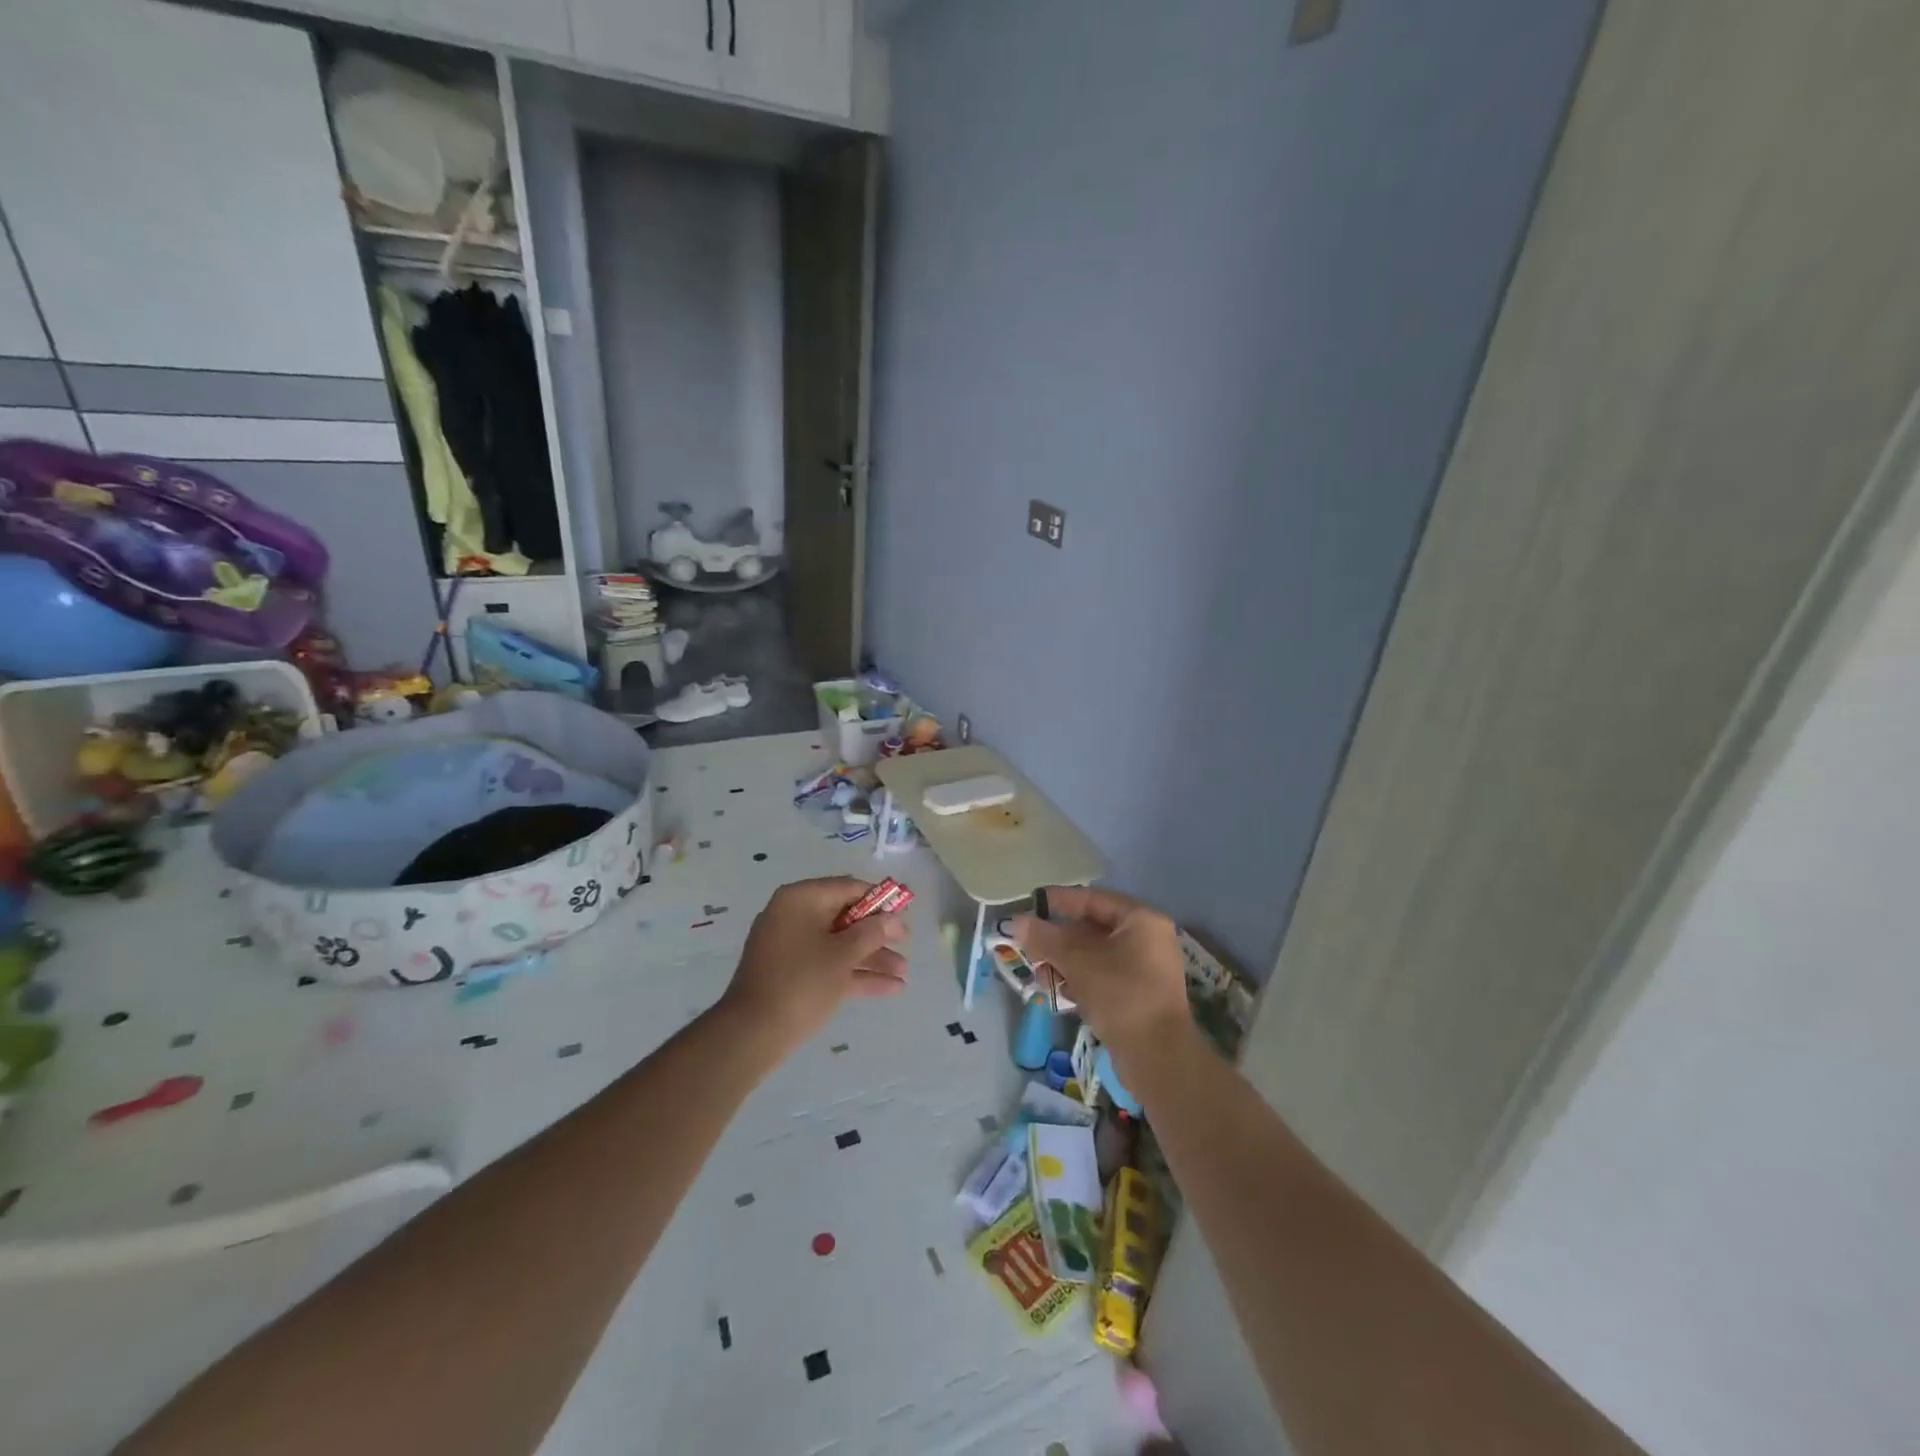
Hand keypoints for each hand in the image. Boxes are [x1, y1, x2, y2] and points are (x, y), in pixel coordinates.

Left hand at [718, 877, 909, 1054]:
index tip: (905, 913)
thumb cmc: (801, 982)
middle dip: (878, 934)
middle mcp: (794, 916)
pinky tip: (890, 989)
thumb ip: (872, 932)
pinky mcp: (792, 974)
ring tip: (904, 974)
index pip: (848, 888)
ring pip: (839, 945)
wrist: (752, 1034)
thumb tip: (892, 920)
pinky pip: (829, 965)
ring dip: (872, 957)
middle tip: (907, 945)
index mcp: (801, 899)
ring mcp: (791, 947)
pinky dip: (855, 974)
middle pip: (845, 917)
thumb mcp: (843, 955)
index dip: (879, 900)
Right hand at [1012, 886, 1193, 1084]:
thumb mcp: (1078, 962)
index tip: (1030, 905)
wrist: (1158, 1056)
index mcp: (1141, 920)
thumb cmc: (1120, 995)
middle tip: (1029, 945)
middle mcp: (1146, 938)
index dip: (1059, 901)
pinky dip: (1079, 979)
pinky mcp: (1138, 995)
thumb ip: (1046, 938)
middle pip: (1092, 928)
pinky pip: (1102, 976)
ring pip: (1095, 955)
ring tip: (1040, 974)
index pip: (1093, 899)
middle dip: (1058, 938)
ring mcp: (1144, 968)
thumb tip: (1017, 922)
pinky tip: (1057, 992)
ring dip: (1064, 961)